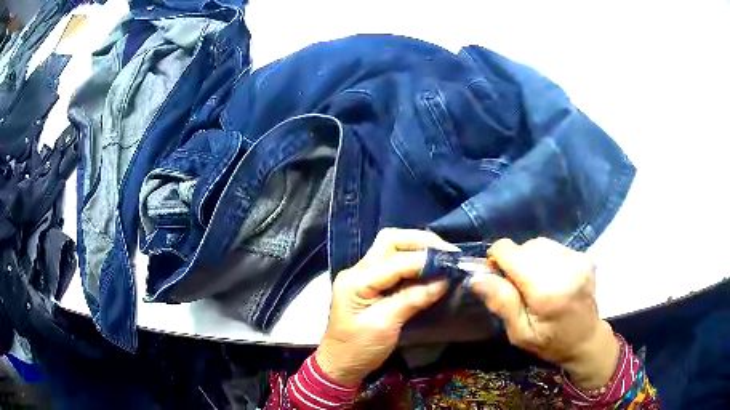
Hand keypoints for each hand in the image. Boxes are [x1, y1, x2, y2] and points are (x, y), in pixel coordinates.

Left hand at [316, 228, 457, 385]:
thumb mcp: (385, 325)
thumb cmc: (359, 348)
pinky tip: (428, 268)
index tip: (451, 264)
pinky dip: (412, 262)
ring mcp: (362, 275)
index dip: (425, 260)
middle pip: (390, 241)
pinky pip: (393, 263)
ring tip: (442, 257)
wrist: (340, 364)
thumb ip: (412, 299)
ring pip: (391, 248)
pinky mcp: (369, 284)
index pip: (395, 261)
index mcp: (357, 281)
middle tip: (447, 253)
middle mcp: (358, 271)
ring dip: (417, 248)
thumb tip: (443, 280)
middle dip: (420, 242)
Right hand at [469, 238, 619, 389]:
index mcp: (547, 290)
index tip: (497, 278)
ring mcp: (577, 259)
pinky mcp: (584, 256)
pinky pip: (554, 247)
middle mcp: (565, 267)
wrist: (586, 339)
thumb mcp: (519, 334)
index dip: (497, 260)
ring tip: (536, 283)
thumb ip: (502, 303)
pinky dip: (546, 258)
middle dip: (515, 262)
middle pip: (525, 246)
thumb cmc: (550, 342)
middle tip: (519, 288)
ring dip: (531, 259)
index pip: (510, 251)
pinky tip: (552, 278)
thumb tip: (478, 277)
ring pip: (540, 244)